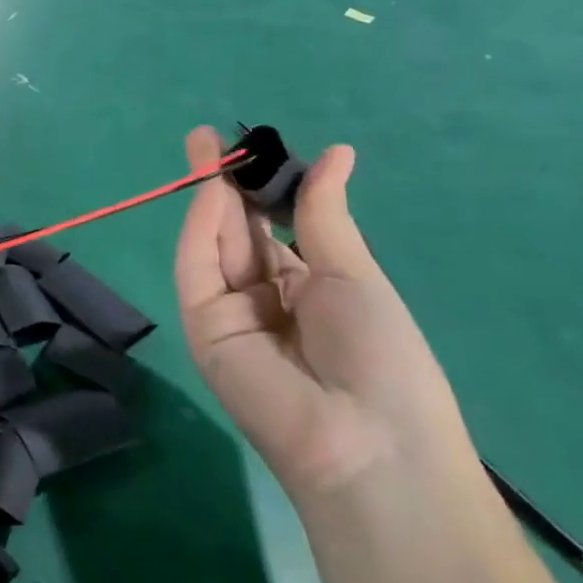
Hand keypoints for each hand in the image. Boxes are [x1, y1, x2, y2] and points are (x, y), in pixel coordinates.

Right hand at [174, 127, 473, 507]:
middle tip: (207, 137)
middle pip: (234, 232)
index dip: (259, 188)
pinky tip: (211, 192)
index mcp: (306, 290)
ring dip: (207, 198)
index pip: (270, 229)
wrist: (367, 445)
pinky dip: (201, 231)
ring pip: (213, 245)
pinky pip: (199, 271)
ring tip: (205, 148)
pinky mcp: (202, 327)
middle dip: (223, 185)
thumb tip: (335, 153)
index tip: (246, 146)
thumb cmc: (383, 359)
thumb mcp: (355, 277)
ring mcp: (229, 314)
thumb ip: (324, 215)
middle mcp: (263, 299)